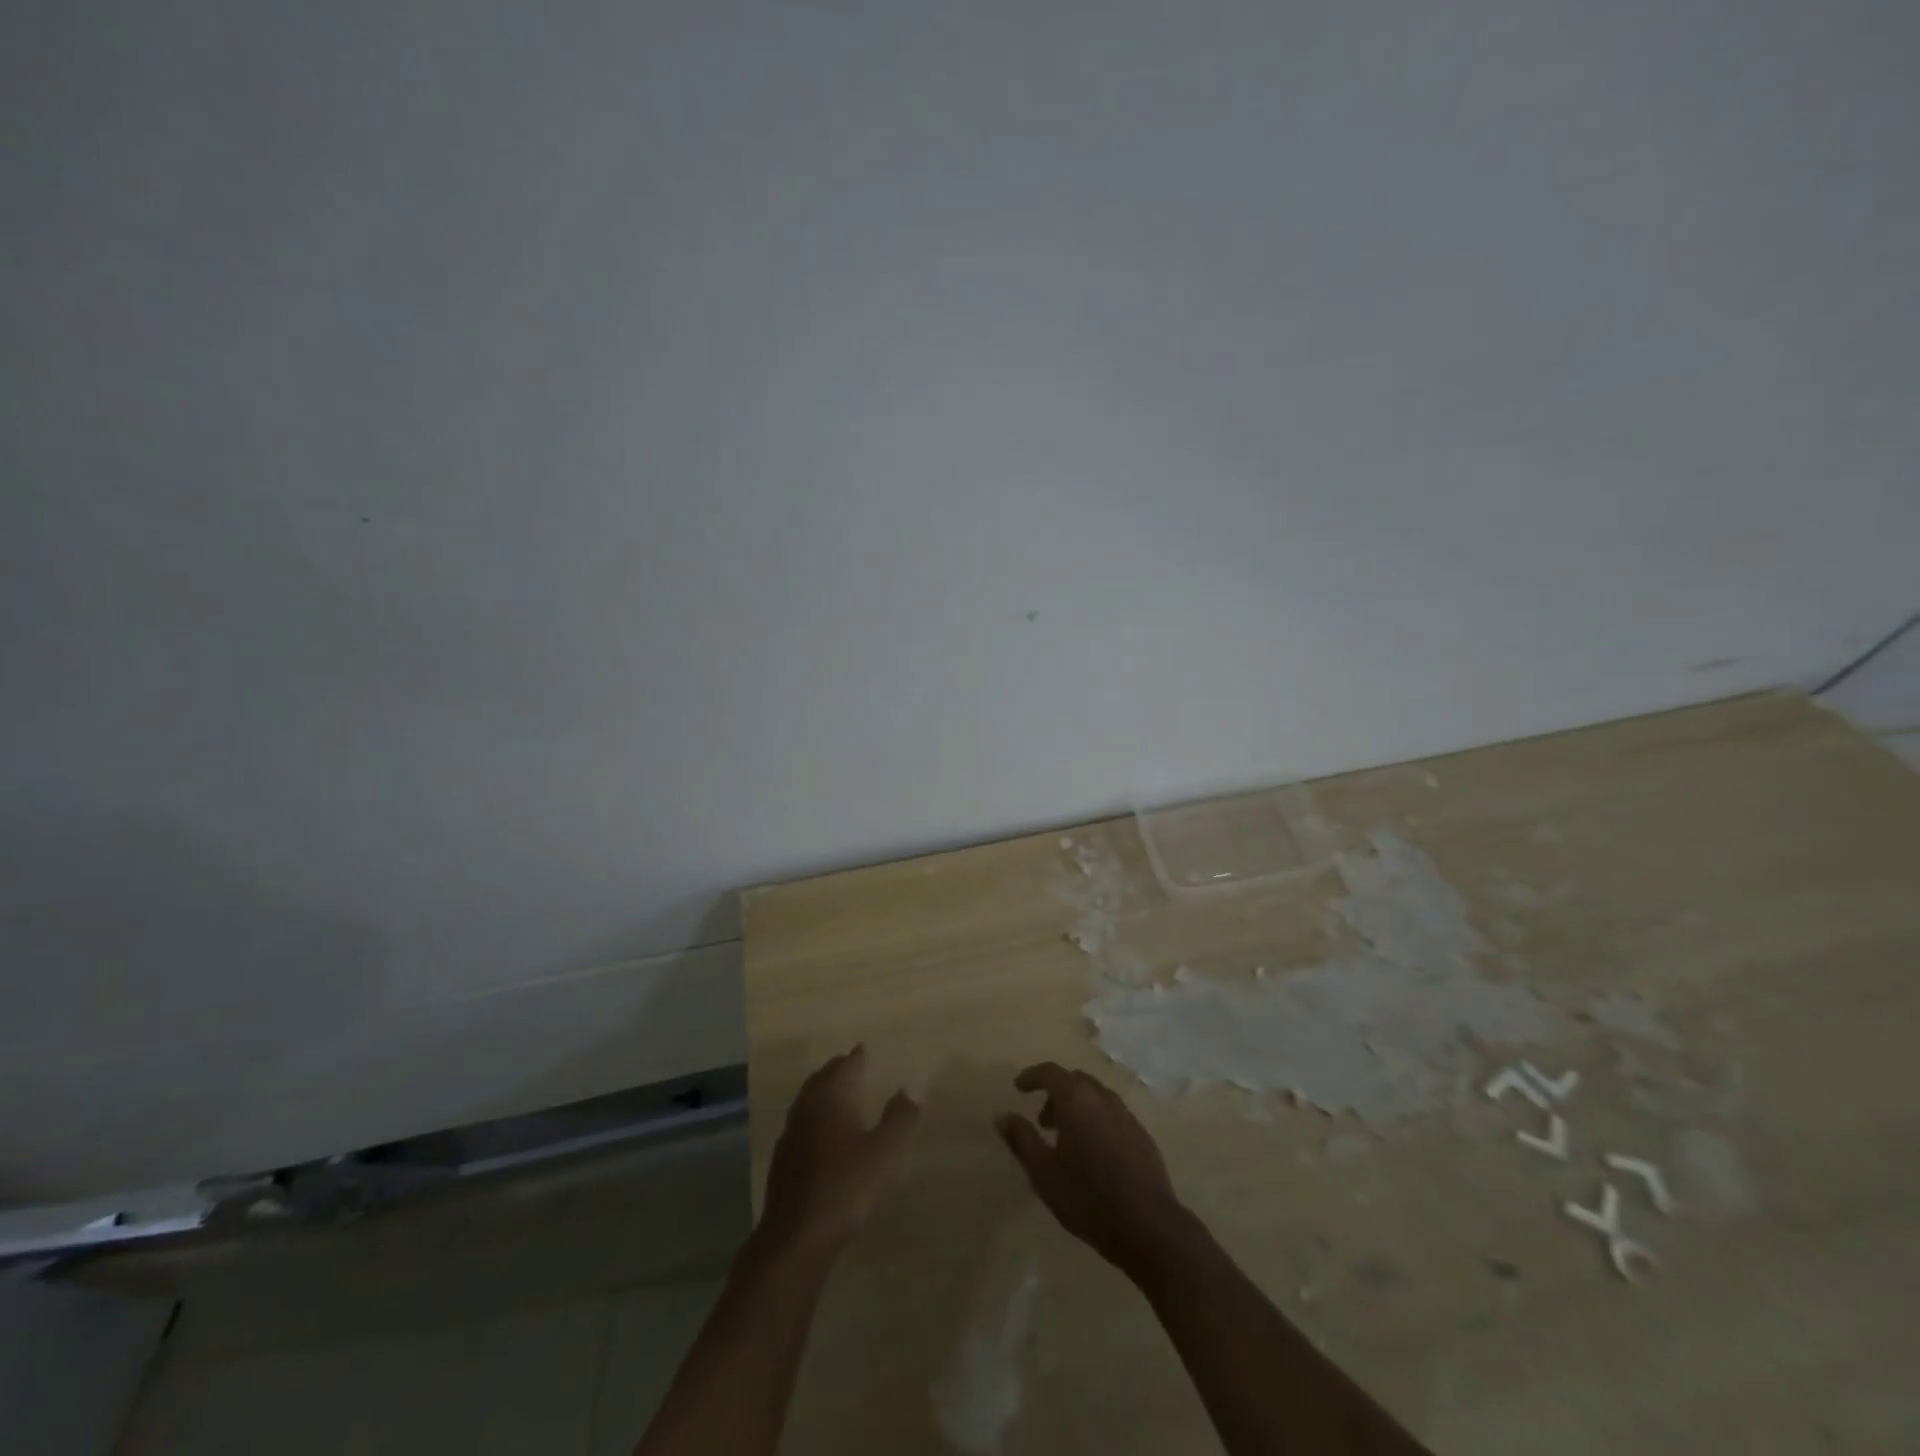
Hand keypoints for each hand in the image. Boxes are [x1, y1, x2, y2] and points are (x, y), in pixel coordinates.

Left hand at [759, 1045, 919, 1258]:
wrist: (795, 1236)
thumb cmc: (845, 1187)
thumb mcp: (883, 1153)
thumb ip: (900, 1118)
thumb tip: (911, 1086)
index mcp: (832, 1097)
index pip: (846, 1065)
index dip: (857, 1057)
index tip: (864, 1049)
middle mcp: (808, 1105)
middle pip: (823, 1078)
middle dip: (838, 1069)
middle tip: (851, 1064)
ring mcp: (791, 1131)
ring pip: (808, 1098)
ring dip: (823, 1090)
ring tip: (838, 1093)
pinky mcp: (783, 1157)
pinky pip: (800, 1122)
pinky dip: (813, 1115)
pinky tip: (820, 1132)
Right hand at [996, 1062, 1191, 1272]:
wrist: (1148, 1226)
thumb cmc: (1087, 1197)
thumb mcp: (1043, 1172)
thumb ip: (1021, 1139)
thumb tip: (1002, 1116)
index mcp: (1077, 1099)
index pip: (1050, 1072)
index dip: (1032, 1076)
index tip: (1018, 1087)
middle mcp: (1103, 1098)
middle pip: (1075, 1082)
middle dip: (1055, 1094)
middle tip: (1042, 1121)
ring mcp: (1126, 1115)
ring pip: (1095, 1098)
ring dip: (1076, 1108)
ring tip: (1065, 1141)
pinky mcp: (1142, 1135)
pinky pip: (1112, 1116)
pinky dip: (1096, 1121)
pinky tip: (1093, 1154)